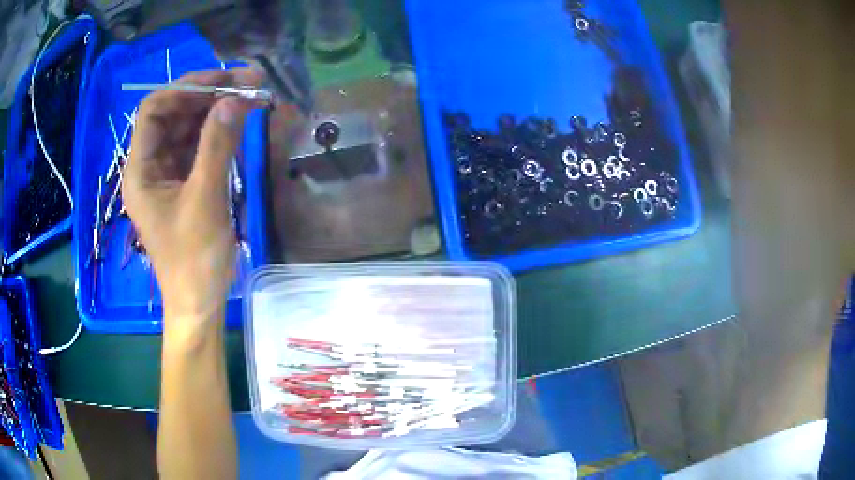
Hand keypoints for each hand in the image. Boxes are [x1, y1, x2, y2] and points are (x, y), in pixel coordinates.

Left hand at [123, 69, 261, 326]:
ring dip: (217, 109)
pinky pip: (199, 144)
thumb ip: (217, 146)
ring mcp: (168, 172)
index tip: (222, 83)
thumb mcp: (205, 200)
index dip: (184, 89)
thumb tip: (235, 100)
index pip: (153, 110)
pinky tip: (241, 122)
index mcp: (141, 170)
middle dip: (208, 94)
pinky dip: (219, 130)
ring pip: (188, 126)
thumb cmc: (194, 259)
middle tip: (248, 83)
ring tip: (253, 96)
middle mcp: (150, 164)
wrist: (200, 301)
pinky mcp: (184, 180)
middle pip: (173, 113)